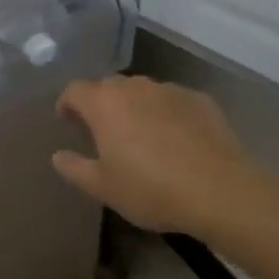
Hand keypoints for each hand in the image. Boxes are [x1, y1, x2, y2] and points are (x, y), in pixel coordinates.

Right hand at [53, 76, 272, 237]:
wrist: (221, 191)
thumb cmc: (151, 189)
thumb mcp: (103, 188)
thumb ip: (74, 168)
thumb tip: (58, 156)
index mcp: (103, 103)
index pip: (74, 90)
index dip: (67, 104)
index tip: (68, 122)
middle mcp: (134, 86)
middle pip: (108, 87)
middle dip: (101, 104)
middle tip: (103, 132)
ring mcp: (169, 90)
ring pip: (142, 91)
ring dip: (134, 107)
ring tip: (140, 136)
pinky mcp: (199, 99)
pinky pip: (171, 101)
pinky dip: (165, 114)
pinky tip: (175, 140)